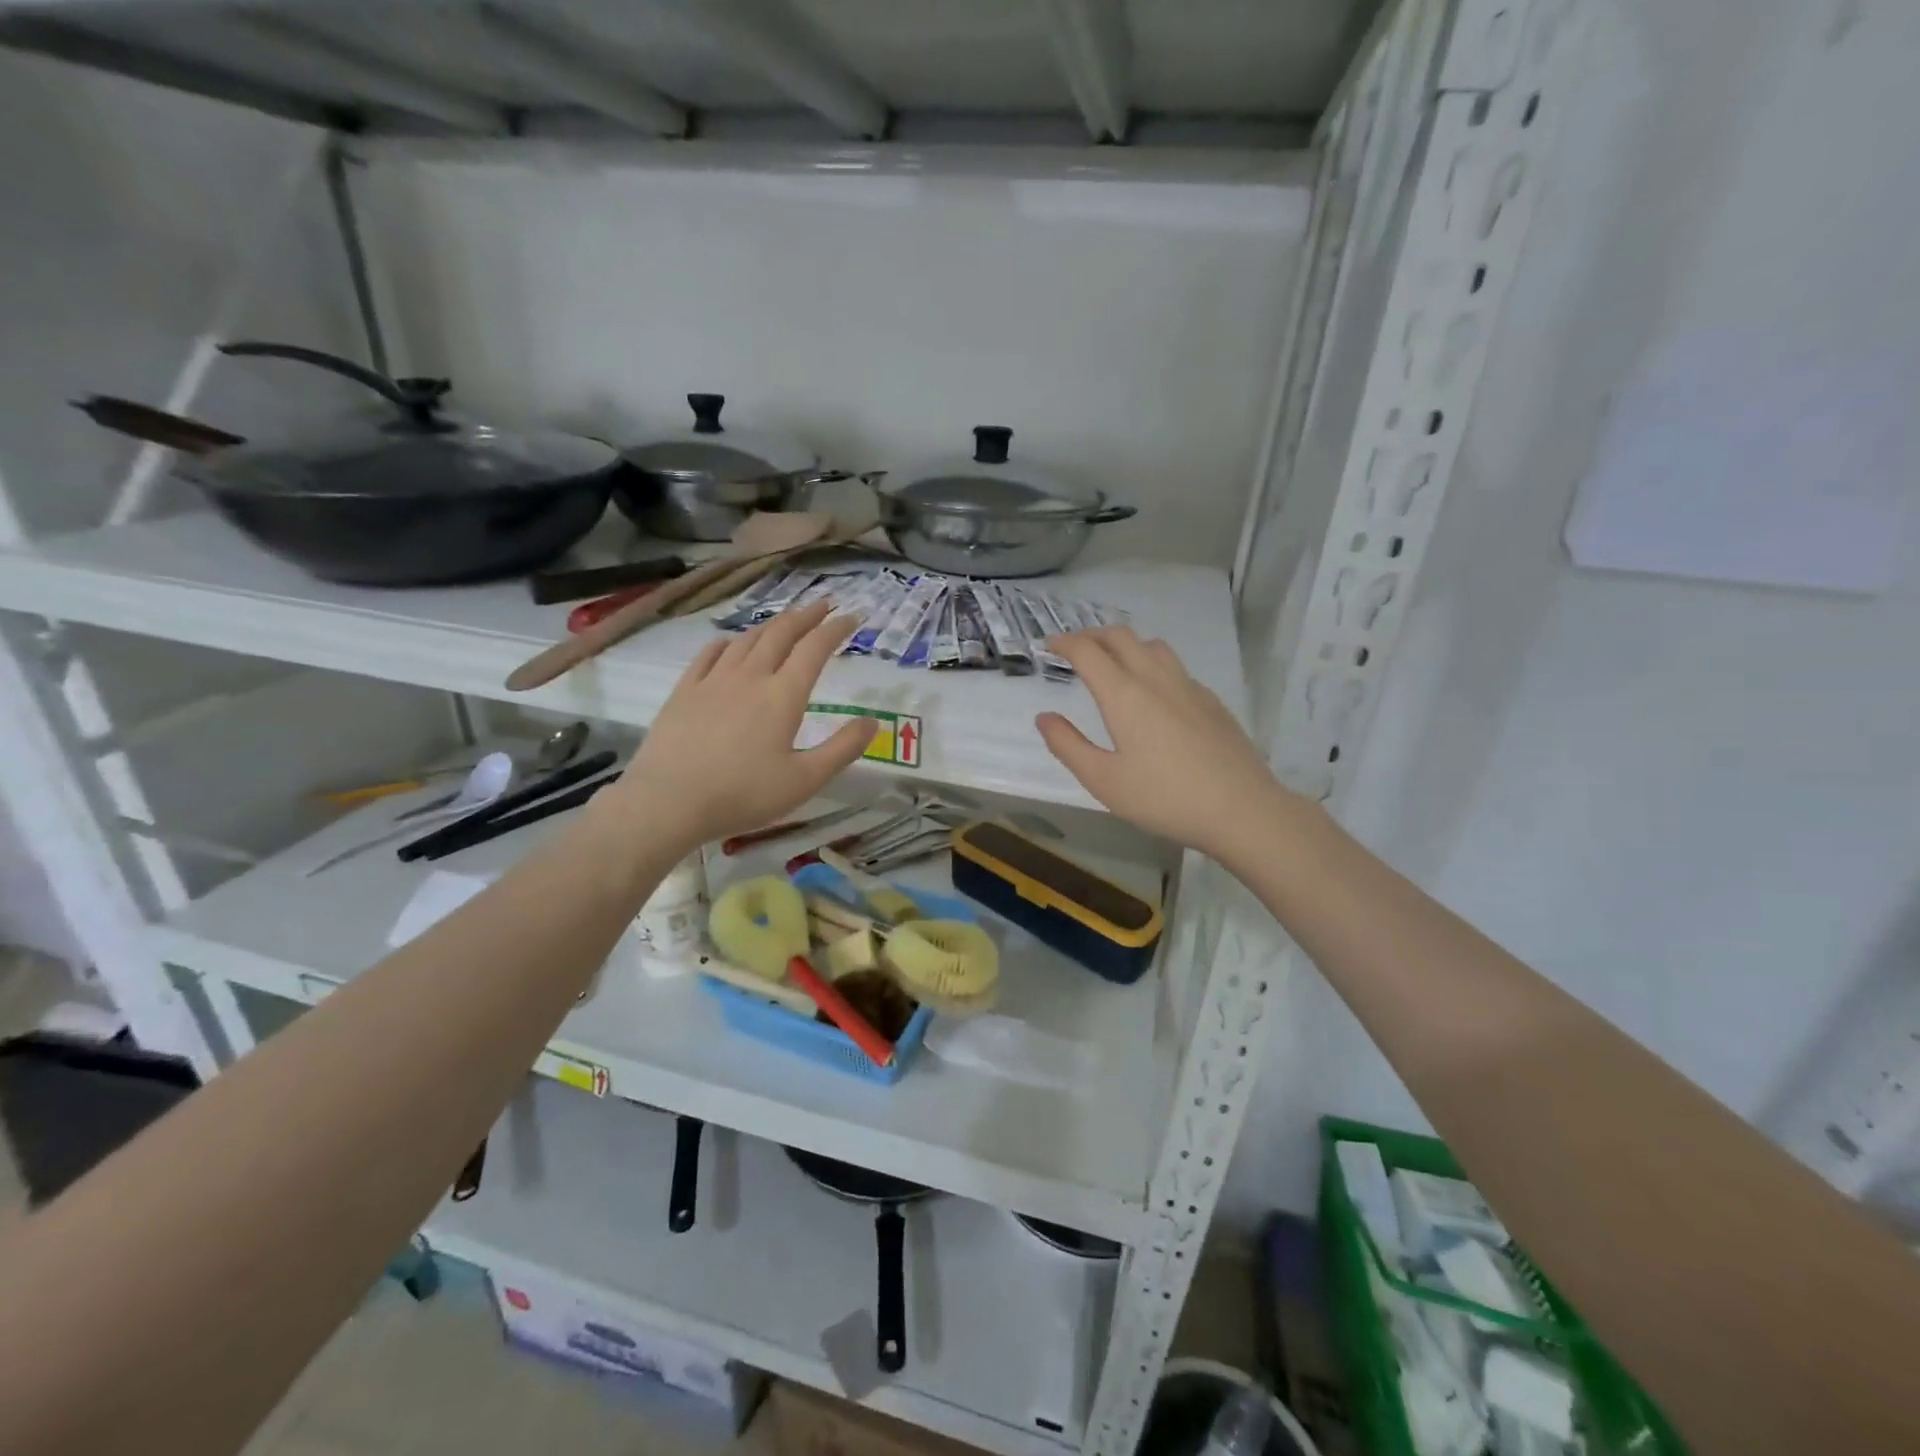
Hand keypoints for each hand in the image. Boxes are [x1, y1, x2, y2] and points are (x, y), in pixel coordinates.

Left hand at [608, 600, 876, 852]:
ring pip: (747, 639)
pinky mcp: (685, 691)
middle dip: (806, 616)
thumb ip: (842, 749)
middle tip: (823, 605)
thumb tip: (873, 722)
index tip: (852, 616)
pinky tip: (729, 642)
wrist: (668, 801)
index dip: (836, 629)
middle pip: (781, 634)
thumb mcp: (805, 780)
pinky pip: (709, 654)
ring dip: (770, 625)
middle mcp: (751, 677)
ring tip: (784, 622)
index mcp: (783, 695)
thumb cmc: (743, 794)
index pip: (815, 649)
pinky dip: (727, 642)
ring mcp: (713, 680)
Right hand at [1035, 626, 1300, 861]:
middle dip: (1091, 635)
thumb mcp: (1103, 780)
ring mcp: (1188, 687)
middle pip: (1120, 636)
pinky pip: (1175, 667)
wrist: (1242, 809)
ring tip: (1112, 663)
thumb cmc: (1164, 799)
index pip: (1087, 651)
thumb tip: (1044, 717)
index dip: (1063, 642)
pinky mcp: (1211, 701)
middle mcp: (1156, 679)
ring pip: (1152, 646)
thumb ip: (1068, 745)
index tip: (1047, 646)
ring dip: (1124, 644)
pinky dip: (1152, 664)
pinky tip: (1153, 693)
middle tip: (1073, 650)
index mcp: (1124, 695)